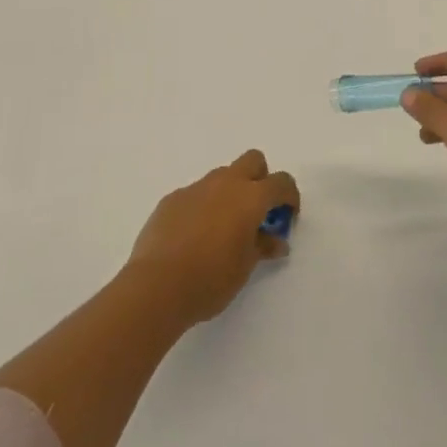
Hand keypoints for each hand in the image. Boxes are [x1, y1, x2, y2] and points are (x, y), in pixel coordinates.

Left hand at [126, 150, 298, 323]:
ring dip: (230, 193)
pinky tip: (194, 237)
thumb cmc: (210, 279)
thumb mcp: (245, 267)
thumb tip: (276, 241)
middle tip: (257, 212)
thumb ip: (263, 246)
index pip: (281, 182)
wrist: (156, 286)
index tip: (287, 217)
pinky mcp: (172, 198)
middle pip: (252, 161)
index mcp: (250, 197)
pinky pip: (196, 194)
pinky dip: (203, 206)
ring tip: (223, 229)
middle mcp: (225, 183)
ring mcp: (196, 188)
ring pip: (222, 176)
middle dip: (261, 179)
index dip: (290, 196)